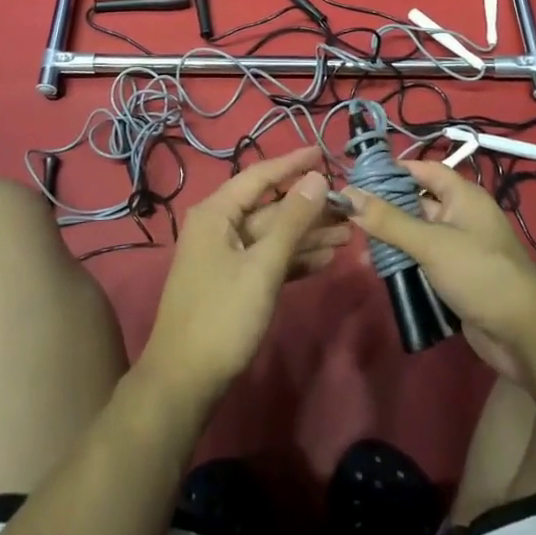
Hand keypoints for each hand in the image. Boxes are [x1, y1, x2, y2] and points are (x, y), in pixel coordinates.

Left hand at [137, 146, 338, 407]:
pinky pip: (268, 260)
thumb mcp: (263, 265)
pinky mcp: (233, 283)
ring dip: (308, 235)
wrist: (185, 381)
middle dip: (309, 208)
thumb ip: (292, 221)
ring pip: (272, 236)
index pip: (260, 176)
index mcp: (217, 213)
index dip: (293, 164)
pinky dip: (294, 259)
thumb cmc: (222, 316)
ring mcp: (225, 257)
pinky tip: (325, 260)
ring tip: (348, 234)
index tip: (324, 153)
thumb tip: (317, 177)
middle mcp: (218, 227)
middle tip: (350, 207)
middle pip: (270, 208)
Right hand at [344, 160, 535, 386]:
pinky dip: (403, 263)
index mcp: (463, 197)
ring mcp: (460, 248)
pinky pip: (423, 261)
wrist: (524, 334)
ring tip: (355, 242)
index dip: (395, 170)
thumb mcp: (430, 243)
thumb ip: (388, 220)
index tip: (360, 176)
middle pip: (418, 202)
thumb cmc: (480, 273)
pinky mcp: (456, 277)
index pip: (425, 170)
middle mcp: (462, 217)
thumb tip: (348, 193)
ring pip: (418, 234)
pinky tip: (378, 269)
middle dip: (386, 207)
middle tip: (349, 212)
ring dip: (392, 238)